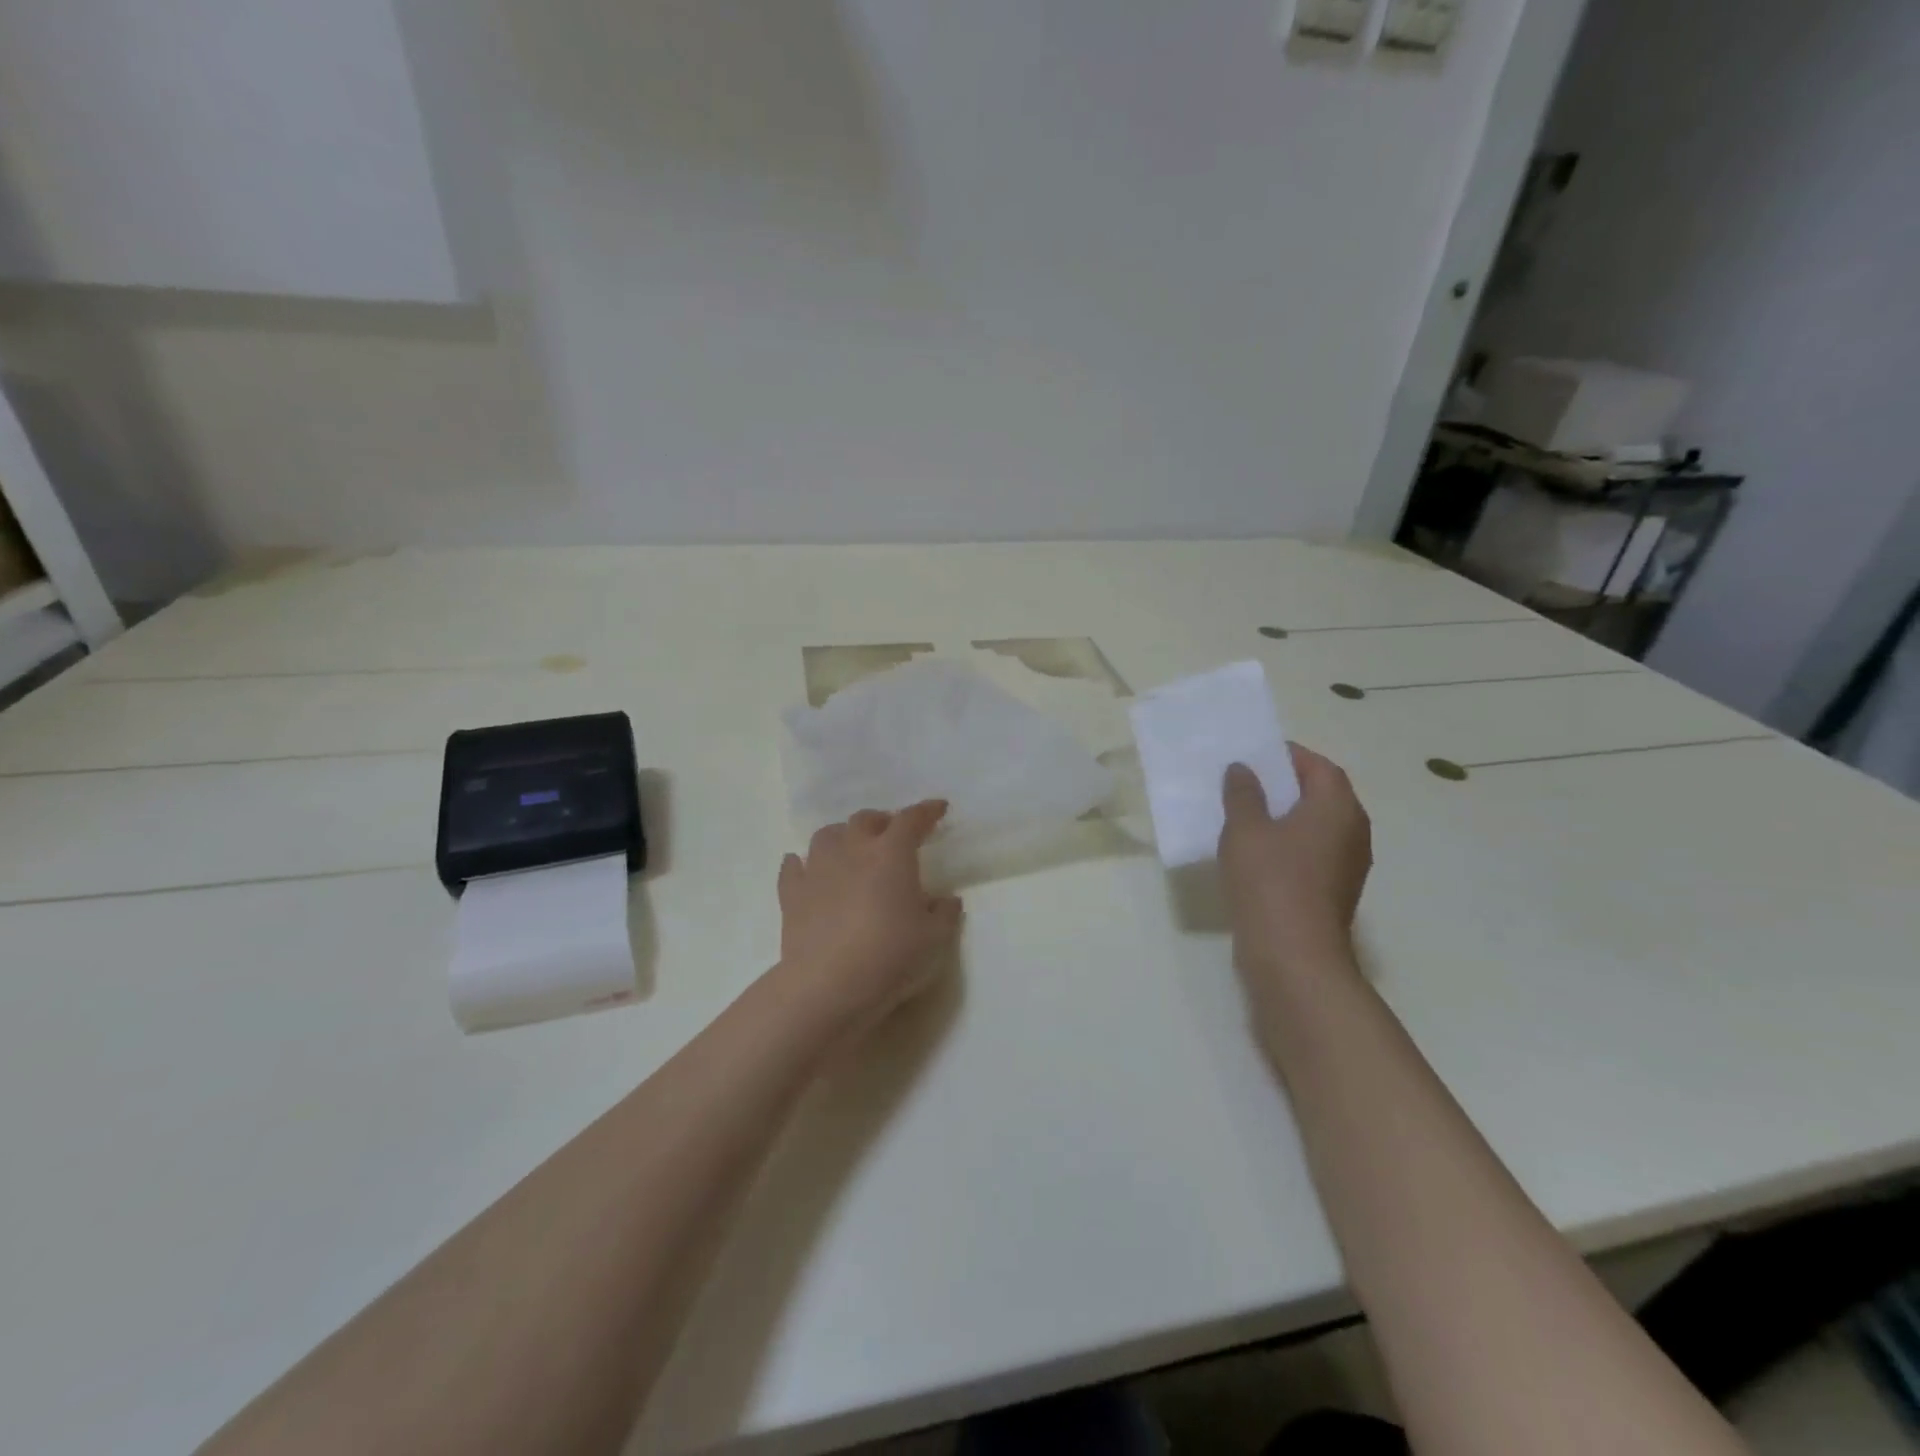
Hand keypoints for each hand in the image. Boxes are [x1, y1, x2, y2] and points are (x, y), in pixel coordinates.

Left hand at [776, 802, 963, 1034]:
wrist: (829, 986)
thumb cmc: (891, 956)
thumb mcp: (935, 939)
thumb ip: (945, 914)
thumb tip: (946, 900)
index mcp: (892, 854)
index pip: (911, 820)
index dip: (926, 811)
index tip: (938, 808)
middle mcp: (853, 850)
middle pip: (865, 820)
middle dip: (882, 822)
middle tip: (892, 836)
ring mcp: (817, 869)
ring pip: (827, 835)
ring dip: (842, 836)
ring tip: (851, 850)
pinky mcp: (792, 894)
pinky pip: (794, 867)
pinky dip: (802, 864)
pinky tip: (806, 870)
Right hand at [1219, 744, 1371, 980]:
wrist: (1292, 955)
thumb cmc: (1270, 880)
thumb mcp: (1245, 829)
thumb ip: (1243, 793)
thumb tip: (1243, 770)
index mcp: (1338, 807)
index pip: (1319, 766)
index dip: (1287, 756)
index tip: (1254, 755)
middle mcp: (1353, 831)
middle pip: (1321, 795)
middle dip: (1284, 786)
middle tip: (1244, 782)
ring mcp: (1347, 865)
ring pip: (1315, 826)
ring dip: (1284, 817)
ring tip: (1243, 816)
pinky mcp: (1333, 891)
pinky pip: (1311, 853)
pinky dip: (1287, 845)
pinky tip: (1254, 853)